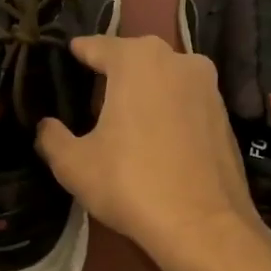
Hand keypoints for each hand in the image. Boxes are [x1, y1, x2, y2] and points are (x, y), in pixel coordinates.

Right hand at [35, 34, 264, 270]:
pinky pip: (186, 104)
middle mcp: (179, 60)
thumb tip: (46, 126)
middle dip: (113, 75)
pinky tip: (156, 140)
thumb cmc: (130, 184)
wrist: (202, 225)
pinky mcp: (225, 117)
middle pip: (135, 60)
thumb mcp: (74, 164)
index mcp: (138, 59)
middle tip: (90, 99)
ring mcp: (209, 87)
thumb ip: (51, 137)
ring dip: (144, 94)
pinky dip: (168, 114)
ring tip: (123, 121)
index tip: (66, 57)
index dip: (78, 54)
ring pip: (164, 81)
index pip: (97, 46)